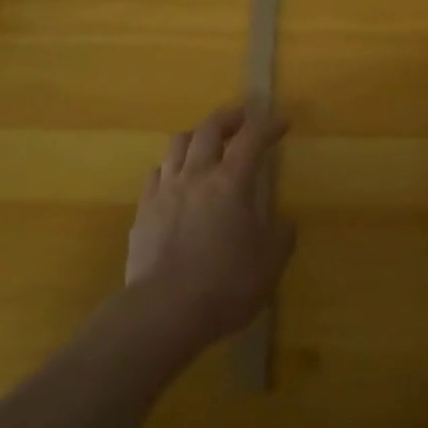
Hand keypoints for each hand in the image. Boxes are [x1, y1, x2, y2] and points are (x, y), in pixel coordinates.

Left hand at [126, 105, 295, 348]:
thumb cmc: (225, 285)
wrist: (163, 311)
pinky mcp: (144, 210)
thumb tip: (282, 221)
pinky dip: (171, 166)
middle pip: (210, 128)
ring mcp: (165, 190)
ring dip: (197, 135)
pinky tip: (176, 178)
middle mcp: (197, 174)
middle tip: (243, 117)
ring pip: (178, 143)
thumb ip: (280, 236)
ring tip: (207, 142)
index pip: (252, 138)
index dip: (268, 124)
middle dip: (230, 117)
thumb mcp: (269, 264)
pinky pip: (157, 173)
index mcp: (231, 181)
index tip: (282, 122)